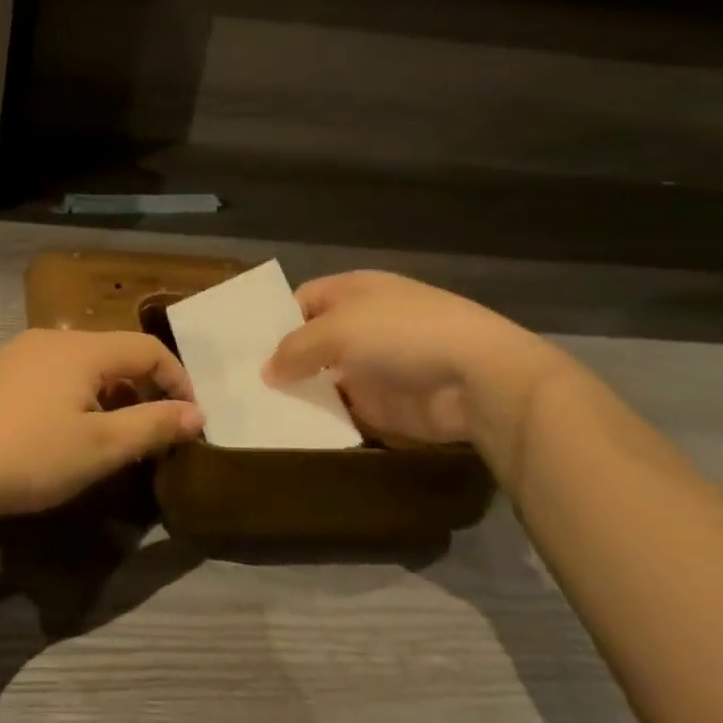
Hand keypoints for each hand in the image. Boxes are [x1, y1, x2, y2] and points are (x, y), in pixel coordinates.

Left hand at [0, 329, 201, 527]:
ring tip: (105, 436)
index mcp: (82, 349)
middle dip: (140, 388)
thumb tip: (196, 413)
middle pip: (112, 352)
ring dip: (105, 394)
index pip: (148, 348)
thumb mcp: (100, 448)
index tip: (189, 421)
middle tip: (149, 433)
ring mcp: (16, 351)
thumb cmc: (28, 454)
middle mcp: (51, 338)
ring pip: (78, 364)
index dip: (177, 380)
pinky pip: (47, 373)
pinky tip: (55, 431)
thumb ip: (152, 426)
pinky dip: (70, 394)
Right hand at [262, 271, 574, 475]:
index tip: (244, 348)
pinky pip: (346, 410)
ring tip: (259, 411)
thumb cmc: (400, 334)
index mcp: (353, 291)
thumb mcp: (335, 330)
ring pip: (326, 379)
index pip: (302, 301)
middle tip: (243, 384)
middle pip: (312, 342)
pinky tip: (293, 431)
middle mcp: (362, 324)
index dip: (275, 321)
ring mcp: (376, 366)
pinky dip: (325, 420)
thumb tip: (266, 371)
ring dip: (302, 393)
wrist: (479, 379)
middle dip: (284, 361)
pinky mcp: (389, 405)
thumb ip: (295, 349)